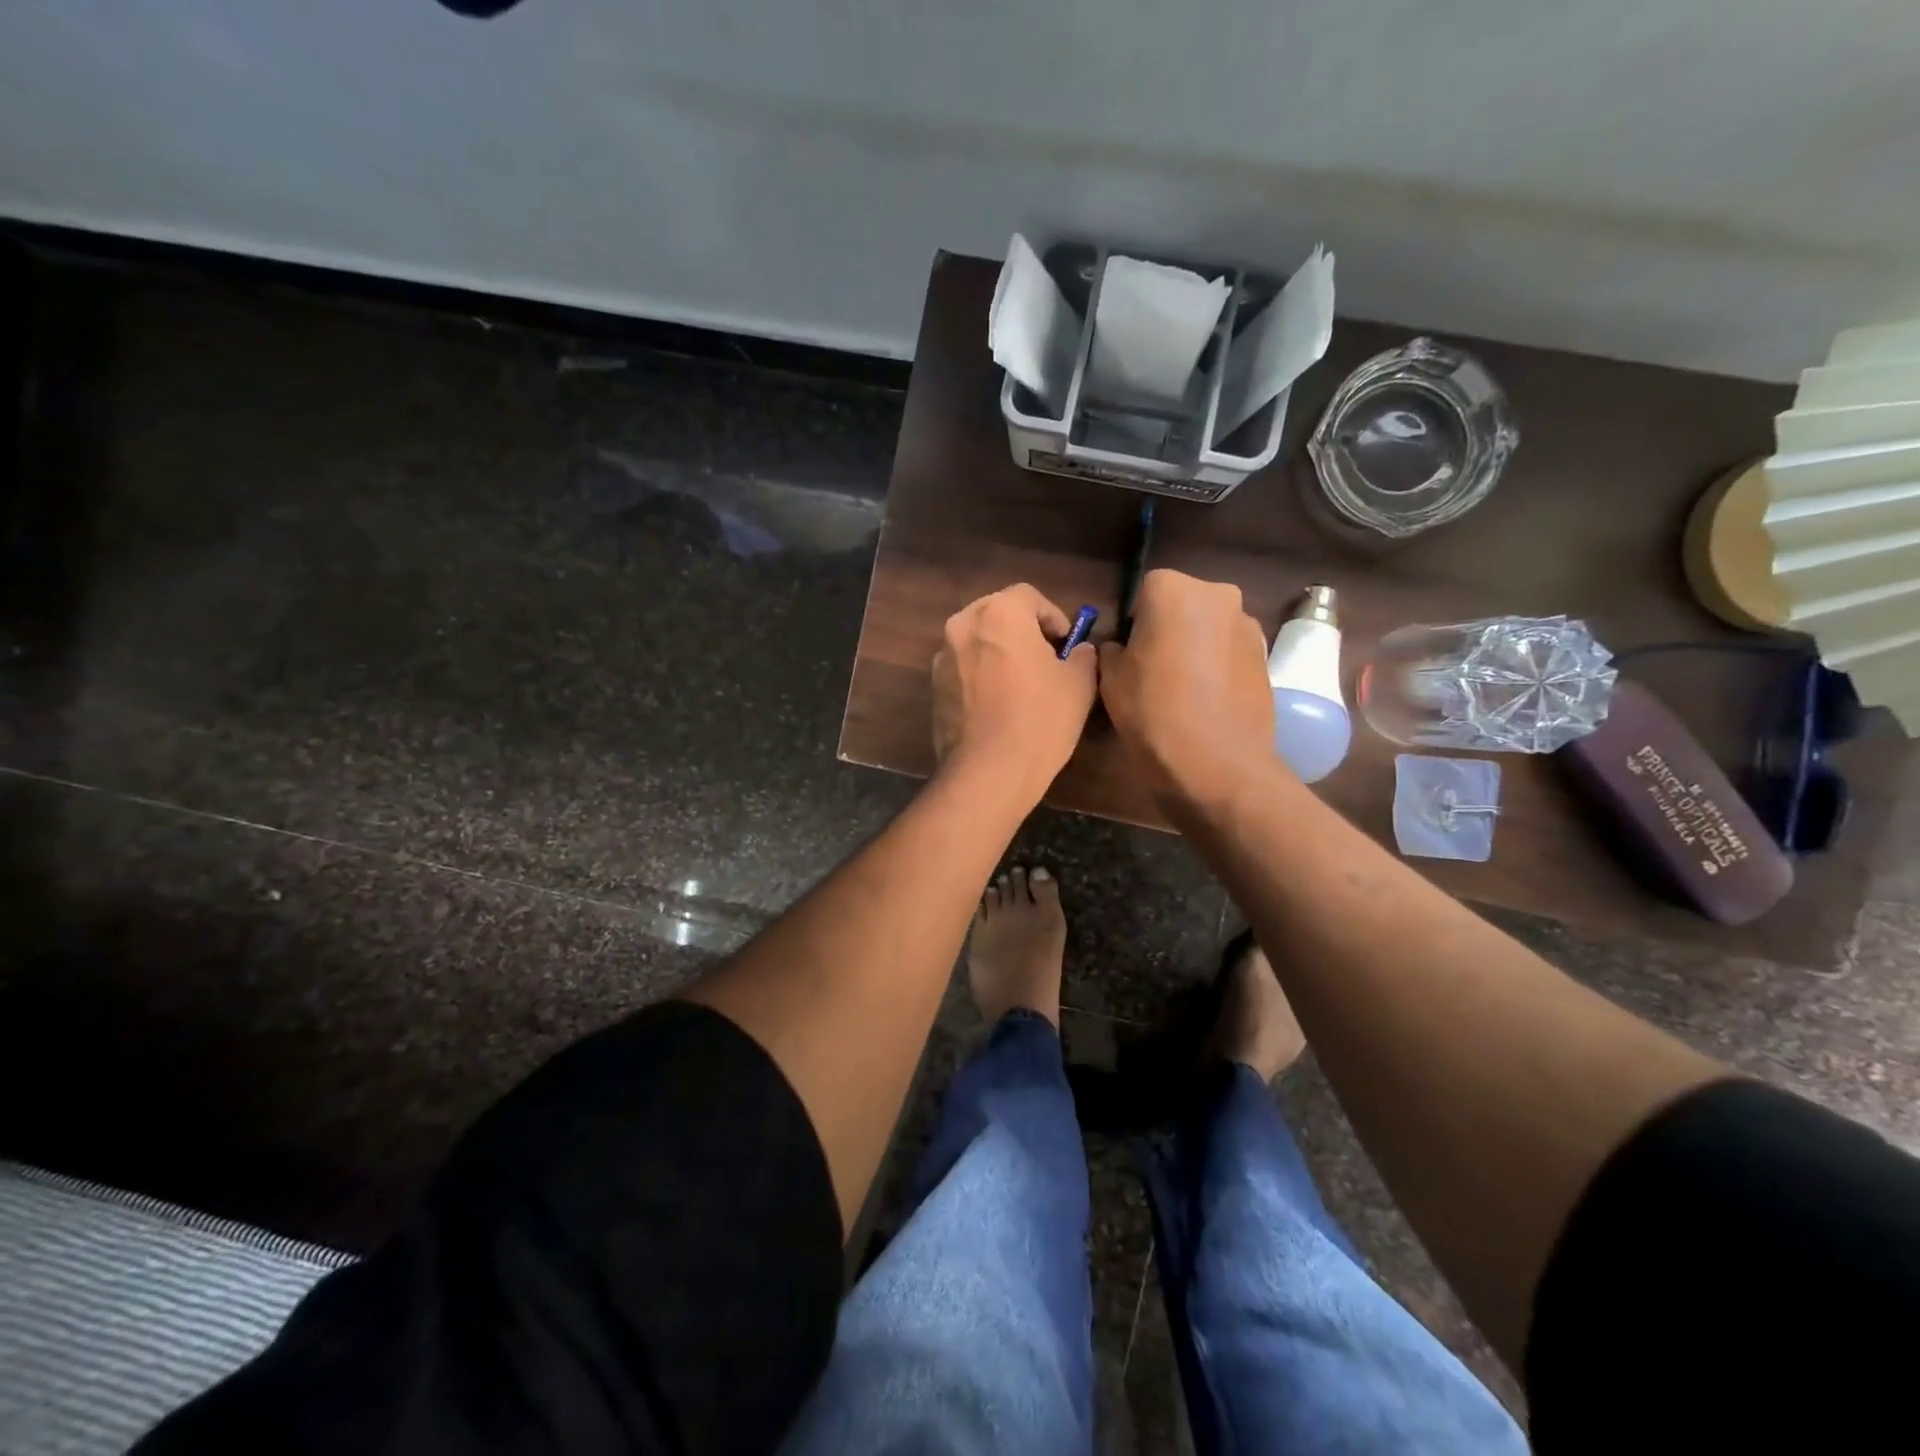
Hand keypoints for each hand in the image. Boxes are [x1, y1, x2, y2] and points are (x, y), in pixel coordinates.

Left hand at [932, 584, 1097, 800]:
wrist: (989, 771)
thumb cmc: (1040, 719)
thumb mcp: (1078, 684)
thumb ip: (1082, 655)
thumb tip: (1078, 650)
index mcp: (1000, 614)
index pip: (1029, 596)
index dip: (1052, 616)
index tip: (1065, 643)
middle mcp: (963, 625)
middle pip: (997, 613)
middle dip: (1022, 629)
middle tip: (1045, 658)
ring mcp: (942, 657)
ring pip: (977, 640)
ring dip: (998, 651)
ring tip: (1021, 682)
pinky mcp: (934, 687)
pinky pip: (963, 668)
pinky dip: (980, 674)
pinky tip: (998, 703)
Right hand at [1098, 569, 1278, 811]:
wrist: (1215, 763)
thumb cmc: (1152, 712)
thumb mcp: (1111, 679)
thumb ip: (1113, 650)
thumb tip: (1121, 647)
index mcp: (1173, 590)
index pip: (1145, 591)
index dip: (1135, 622)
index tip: (1129, 652)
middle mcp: (1217, 595)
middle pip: (1183, 603)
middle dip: (1169, 627)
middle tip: (1152, 668)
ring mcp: (1248, 625)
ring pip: (1210, 627)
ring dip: (1196, 645)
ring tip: (1181, 689)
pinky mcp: (1266, 656)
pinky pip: (1230, 651)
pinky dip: (1218, 665)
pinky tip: (1206, 700)